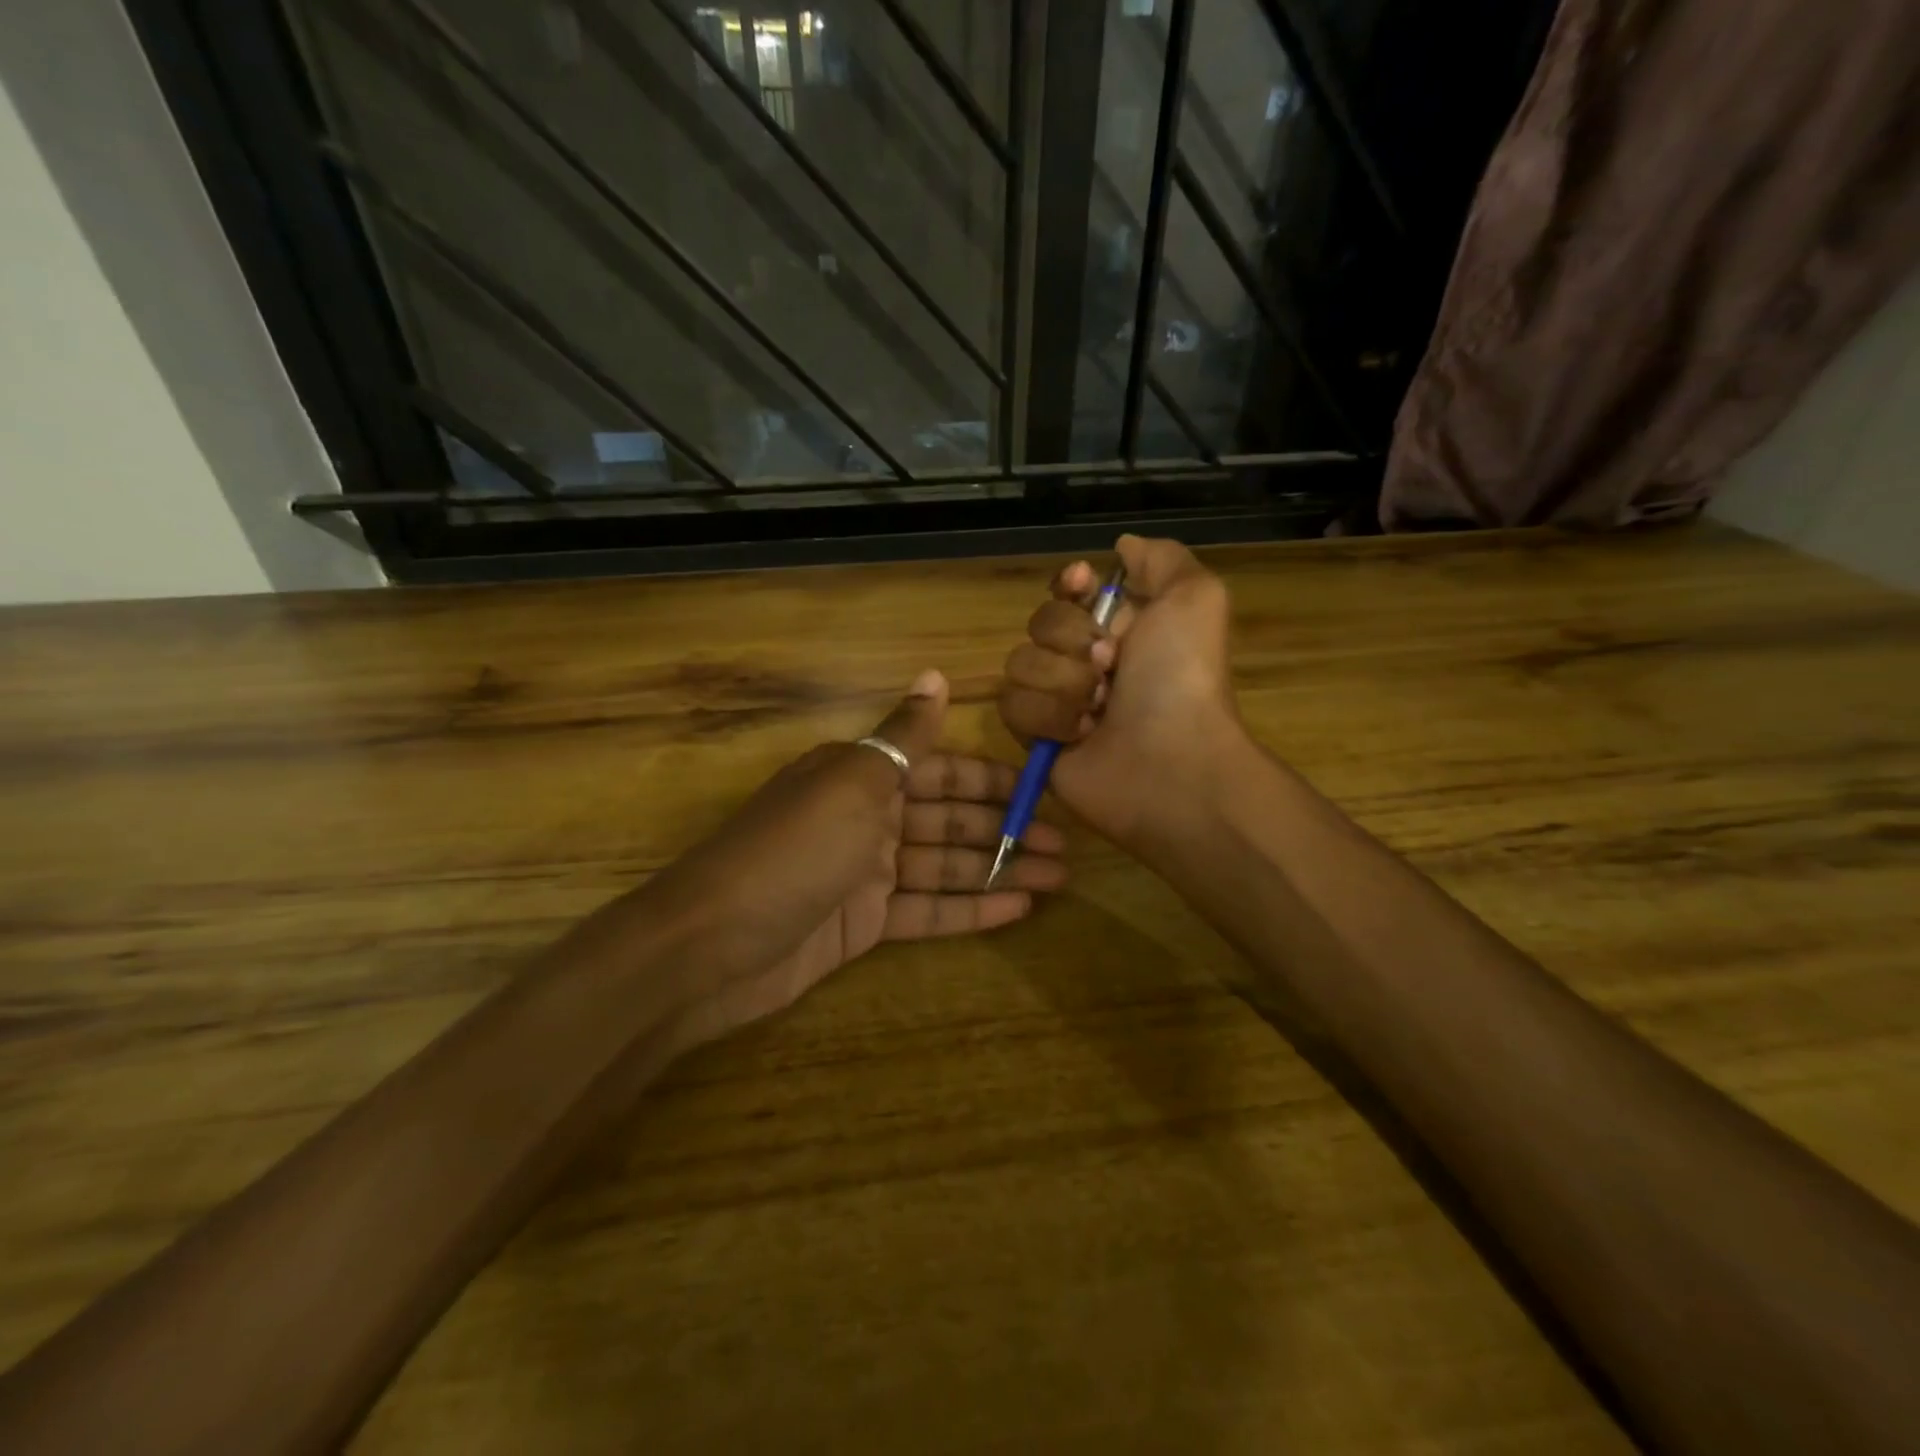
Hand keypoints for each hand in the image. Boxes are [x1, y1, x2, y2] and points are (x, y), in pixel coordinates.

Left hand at [644, 670, 1066, 1049]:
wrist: (713, 945)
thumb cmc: (794, 850)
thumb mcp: (854, 781)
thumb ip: (904, 736)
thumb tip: (935, 676)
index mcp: (861, 775)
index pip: (938, 769)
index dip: (990, 779)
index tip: (1041, 789)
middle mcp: (866, 818)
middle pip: (947, 820)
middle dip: (1004, 829)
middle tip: (1064, 845)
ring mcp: (865, 875)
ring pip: (944, 866)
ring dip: (998, 870)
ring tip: (1056, 876)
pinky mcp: (863, 925)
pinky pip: (925, 911)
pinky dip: (969, 909)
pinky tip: (1017, 909)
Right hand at [997, 535, 1243, 850]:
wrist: (1171, 761)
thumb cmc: (1182, 678)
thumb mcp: (1194, 597)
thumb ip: (1160, 559)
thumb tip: (1122, 546)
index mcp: (1121, 627)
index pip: (1069, 591)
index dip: (1069, 584)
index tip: (1080, 583)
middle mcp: (1086, 660)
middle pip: (1039, 622)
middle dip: (1074, 640)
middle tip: (1112, 666)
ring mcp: (1058, 700)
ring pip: (1020, 664)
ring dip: (1064, 683)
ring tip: (1100, 709)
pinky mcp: (1036, 739)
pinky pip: (1013, 706)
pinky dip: (1049, 718)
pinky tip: (1082, 735)